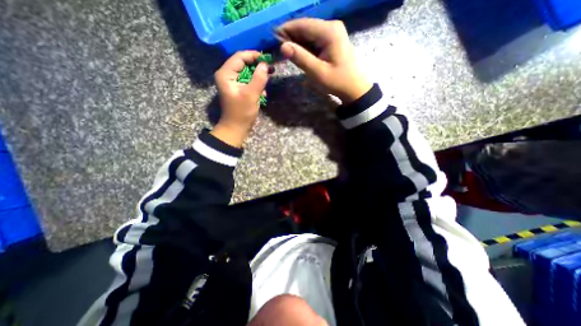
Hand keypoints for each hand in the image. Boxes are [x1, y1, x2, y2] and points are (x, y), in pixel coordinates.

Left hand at [211, 51, 269, 146]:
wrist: (236, 128)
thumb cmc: (242, 112)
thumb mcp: (251, 95)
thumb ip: (259, 78)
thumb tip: (265, 65)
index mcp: (226, 73)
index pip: (240, 57)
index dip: (254, 56)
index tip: (268, 59)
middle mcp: (227, 75)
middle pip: (244, 64)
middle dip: (258, 67)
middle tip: (271, 70)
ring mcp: (232, 82)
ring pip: (247, 73)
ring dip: (258, 77)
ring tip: (267, 83)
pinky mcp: (238, 89)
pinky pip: (248, 81)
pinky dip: (256, 85)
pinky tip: (262, 92)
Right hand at [278, 17, 371, 103]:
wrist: (354, 88)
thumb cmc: (337, 81)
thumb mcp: (317, 72)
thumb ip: (300, 58)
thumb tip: (282, 46)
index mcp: (329, 31)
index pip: (303, 25)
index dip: (286, 30)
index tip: (273, 38)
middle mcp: (331, 27)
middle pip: (306, 28)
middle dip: (292, 37)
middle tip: (280, 49)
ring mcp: (333, 33)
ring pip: (310, 34)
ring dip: (298, 43)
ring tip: (288, 53)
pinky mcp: (333, 40)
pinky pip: (315, 40)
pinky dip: (306, 47)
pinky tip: (300, 55)